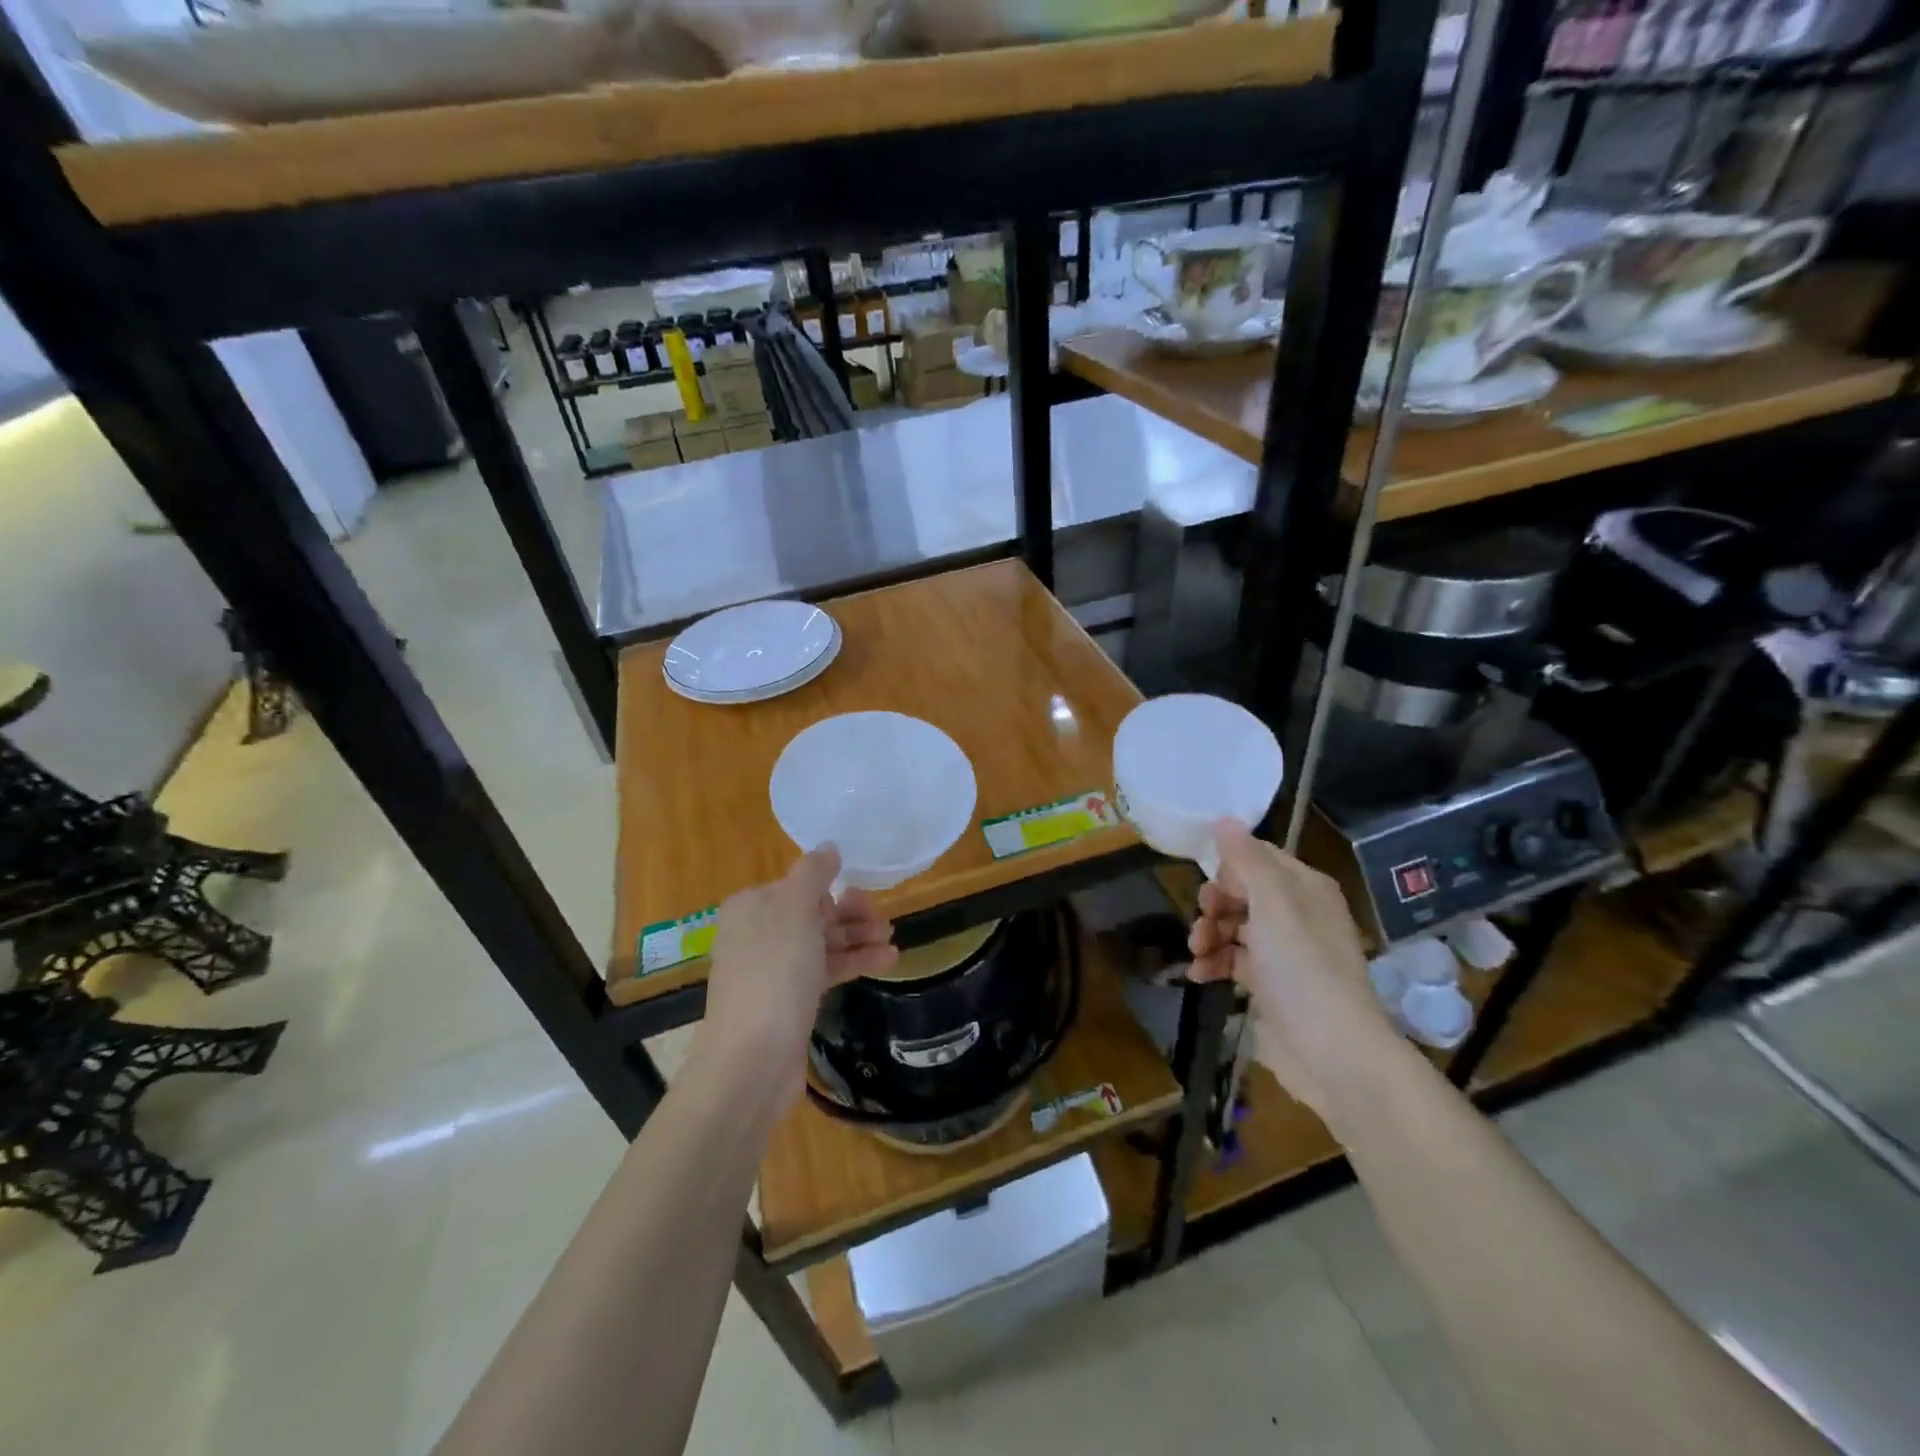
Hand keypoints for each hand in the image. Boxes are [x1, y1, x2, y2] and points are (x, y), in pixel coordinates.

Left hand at [699, 845, 895, 1112]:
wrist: (752, 1059)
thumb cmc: (774, 972)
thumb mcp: (795, 909)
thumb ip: (813, 873)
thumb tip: (828, 846)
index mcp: (751, 906)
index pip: (799, 885)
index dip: (833, 891)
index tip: (863, 899)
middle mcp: (757, 933)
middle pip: (813, 913)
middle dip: (851, 916)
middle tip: (884, 923)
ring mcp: (772, 970)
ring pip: (822, 943)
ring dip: (858, 939)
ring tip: (892, 943)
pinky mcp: (788, 1001)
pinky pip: (824, 971)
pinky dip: (853, 963)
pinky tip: (886, 962)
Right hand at [1187, 821, 1396, 1115]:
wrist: (1333, 1053)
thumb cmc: (1303, 969)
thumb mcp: (1273, 905)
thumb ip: (1246, 860)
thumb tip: (1225, 819)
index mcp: (1304, 888)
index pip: (1258, 858)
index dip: (1229, 869)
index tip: (1209, 888)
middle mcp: (1297, 914)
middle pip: (1242, 893)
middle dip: (1214, 905)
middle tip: (1202, 923)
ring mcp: (1285, 952)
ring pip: (1234, 927)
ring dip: (1208, 935)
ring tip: (1196, 954)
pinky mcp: (1271, 985)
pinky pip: (1234, 960)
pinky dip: (1213, 963)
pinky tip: (1197, 975)